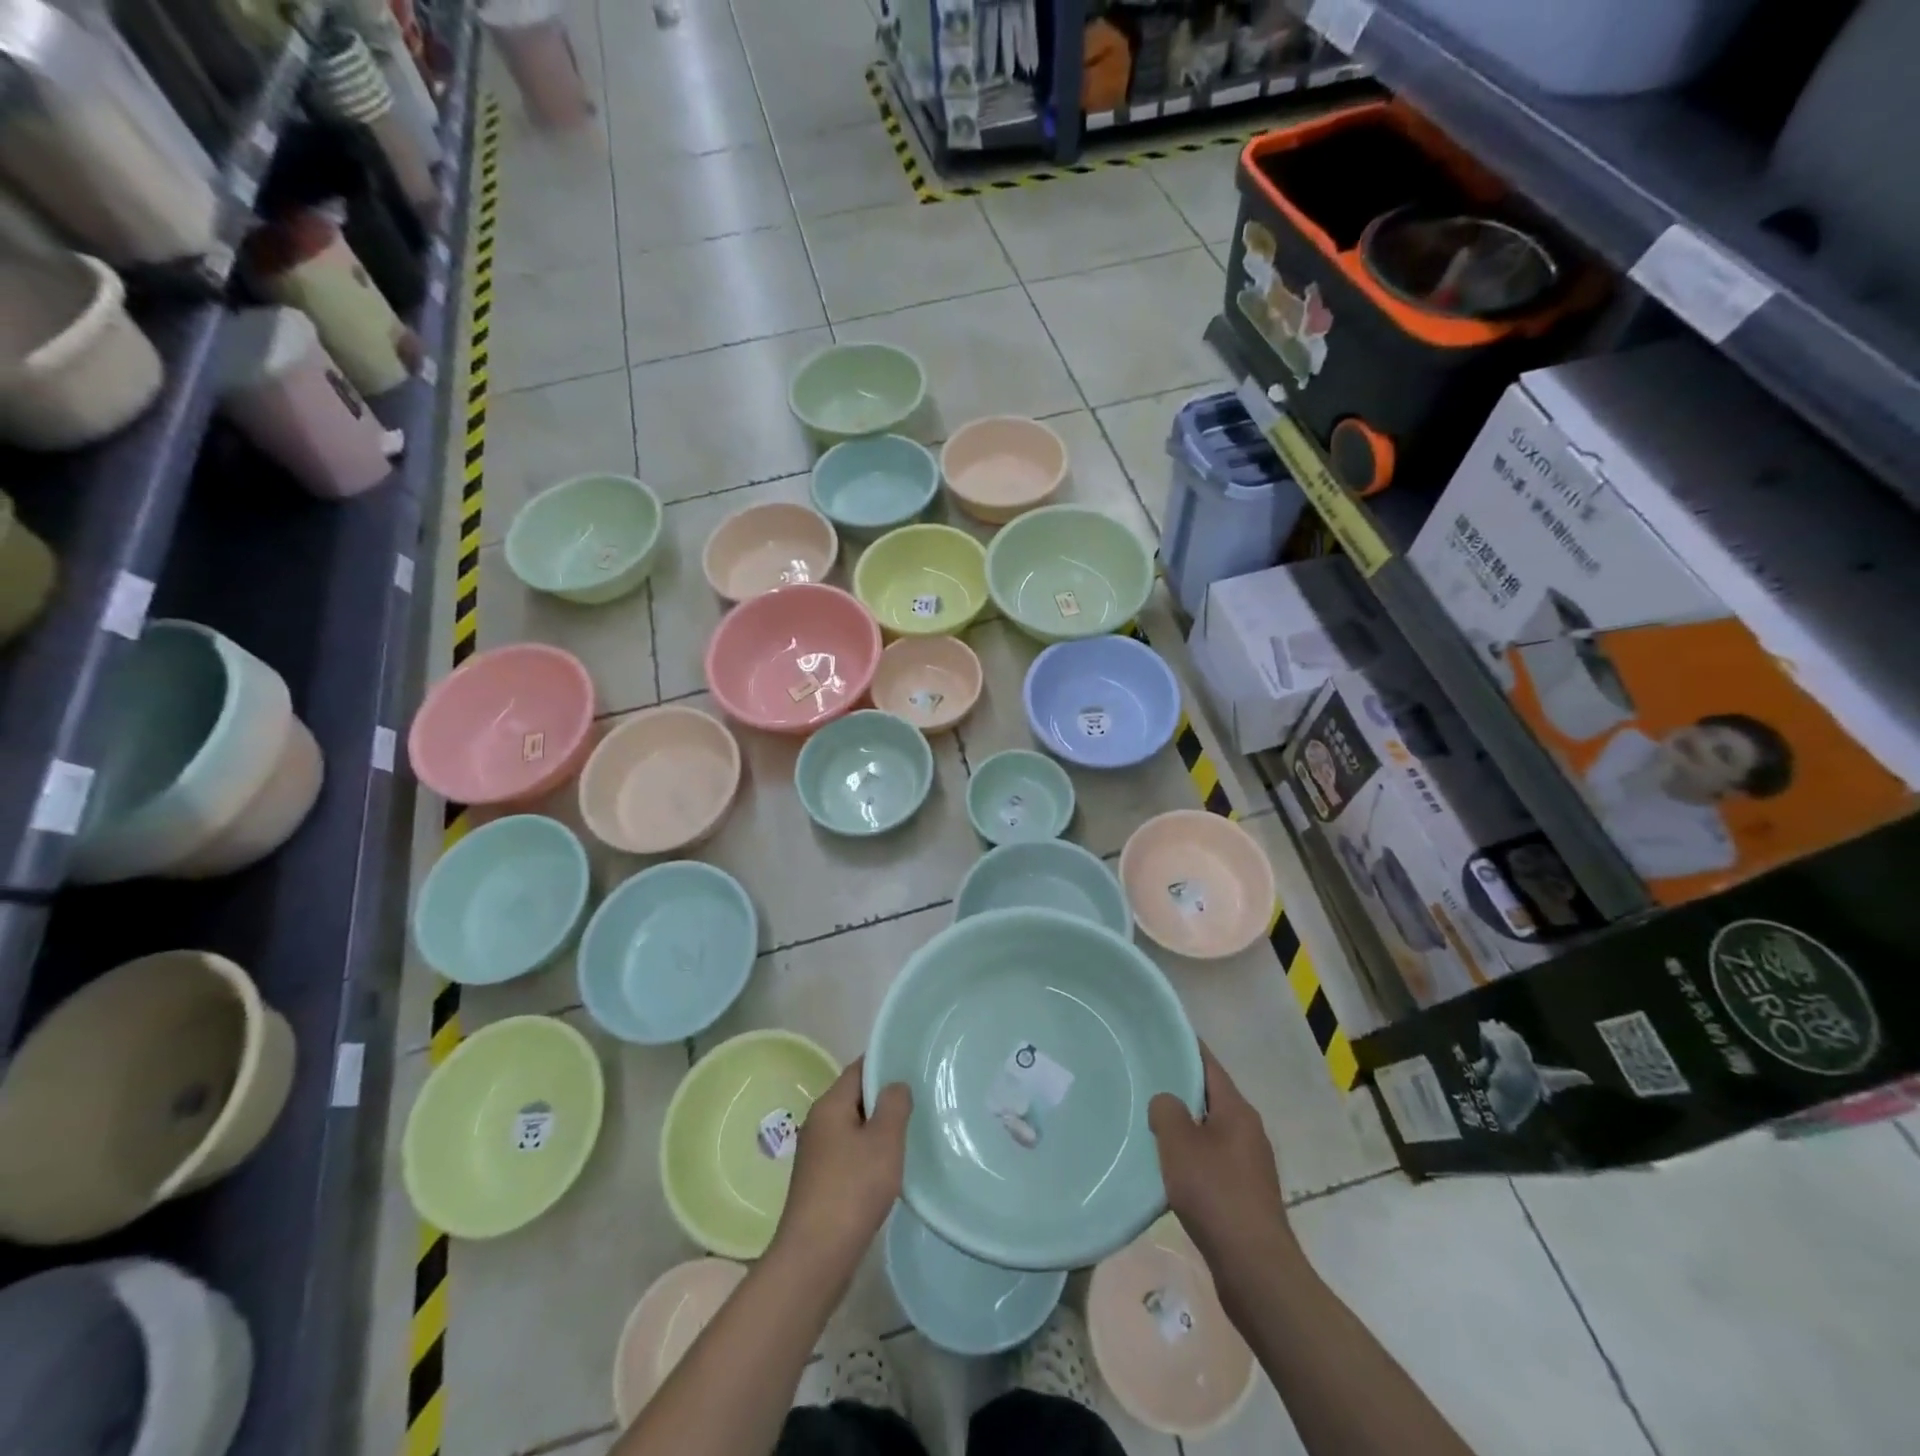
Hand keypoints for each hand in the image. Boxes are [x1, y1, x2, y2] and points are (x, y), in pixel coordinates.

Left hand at [772, 1059, 911, 1267]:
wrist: (814, 1258)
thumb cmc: (852, 1190)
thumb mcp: (884, 1141)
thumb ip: (894, 1105)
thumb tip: (895, 1085)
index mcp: (829, 1105)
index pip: (859, 1069)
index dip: (885, 1063)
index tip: (914, 1065)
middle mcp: (818, 1123)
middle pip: (855, 1098)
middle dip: (885, 1098)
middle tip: (919, 1101)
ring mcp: (816, 1155)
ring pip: (853, 1128)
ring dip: (878, 1130)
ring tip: (910, 1134)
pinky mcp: (819, 1183)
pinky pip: (849, 1154)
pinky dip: (868, 1155)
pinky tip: (888, 1170)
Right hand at [1149, 1044, 1294, 1269]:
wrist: (1255, 1269)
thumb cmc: (1216, 1194)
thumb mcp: (1179, 1143)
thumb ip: (1166, 1110)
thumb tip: (1165, 1102)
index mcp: (1237, 1110)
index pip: (1208, 1064)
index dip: (1184, 1046)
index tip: (1158, 1034)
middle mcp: (1248, 1130)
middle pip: (1209, 1096)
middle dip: (1179, 1086)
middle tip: (1143, 1077)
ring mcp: (1249, 1164)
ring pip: (1209, 1130)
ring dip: (1183, 1125)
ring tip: (1148, 1120)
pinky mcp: (1244, 1193)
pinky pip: (1212, 1159)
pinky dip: (1190, 1155)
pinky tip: (1166, 1166)